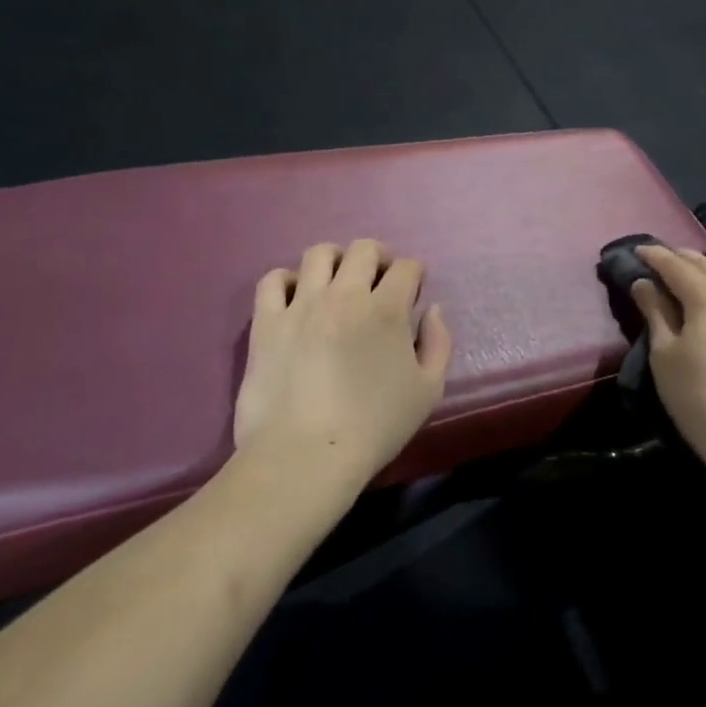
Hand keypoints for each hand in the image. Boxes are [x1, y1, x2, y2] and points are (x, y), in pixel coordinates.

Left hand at [233, 240, 452, 485]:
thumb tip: (431, 309)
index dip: (414, 274)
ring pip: (318, 254)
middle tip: (379, 280)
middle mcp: (344, 294)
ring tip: (338, 282)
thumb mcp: (428, 391)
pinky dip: (287, 280)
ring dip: (336, 260)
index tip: (412, 291)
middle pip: (363, 249)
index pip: (406, 267)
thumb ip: (439, 342)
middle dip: (379, 257)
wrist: (305, 456)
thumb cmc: (374, 427)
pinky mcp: (266, 322)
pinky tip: (296, 297)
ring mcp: (301, 305)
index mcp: (387, 309)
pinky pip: (272, 280)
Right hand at [631, 245, 705, 463]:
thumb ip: (655, 311)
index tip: (636, 250)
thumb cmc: (697, 394)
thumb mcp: (664, 352)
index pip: (676, 264)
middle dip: (681, 258)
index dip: (655, 255)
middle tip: (658, 260)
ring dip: (705, 269)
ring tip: (685, 275)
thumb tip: (644, 282)